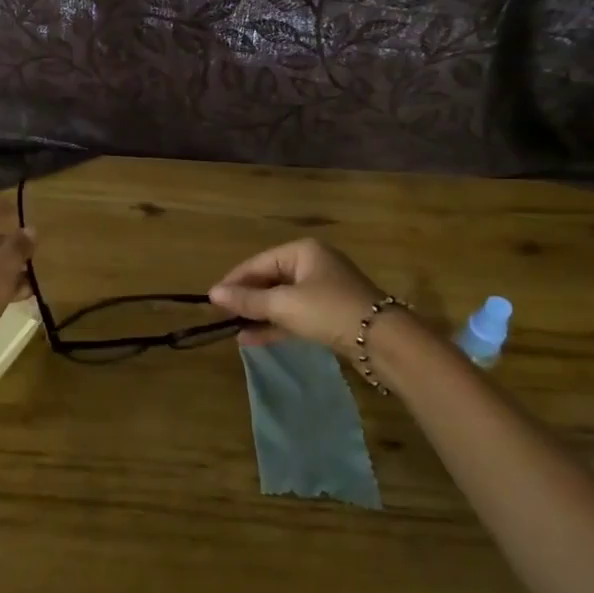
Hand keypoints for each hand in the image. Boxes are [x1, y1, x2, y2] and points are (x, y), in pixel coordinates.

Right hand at [208, 238, 387, 354]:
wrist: (381, 340)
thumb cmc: (328, 310)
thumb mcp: (284, 304)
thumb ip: (248, 300)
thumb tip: (213, 295)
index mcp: (302, 251)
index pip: (258, 262)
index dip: (234, 281)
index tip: (212, 300)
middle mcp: (313, 265)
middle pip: (269, 279)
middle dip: (246, 299)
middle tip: (221, 317)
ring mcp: (323, 290)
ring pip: (281, 299)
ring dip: (258, 314)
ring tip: (232, 330)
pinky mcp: (329, 314)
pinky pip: (294, 315)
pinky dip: (275, 324)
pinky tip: (252, 338)